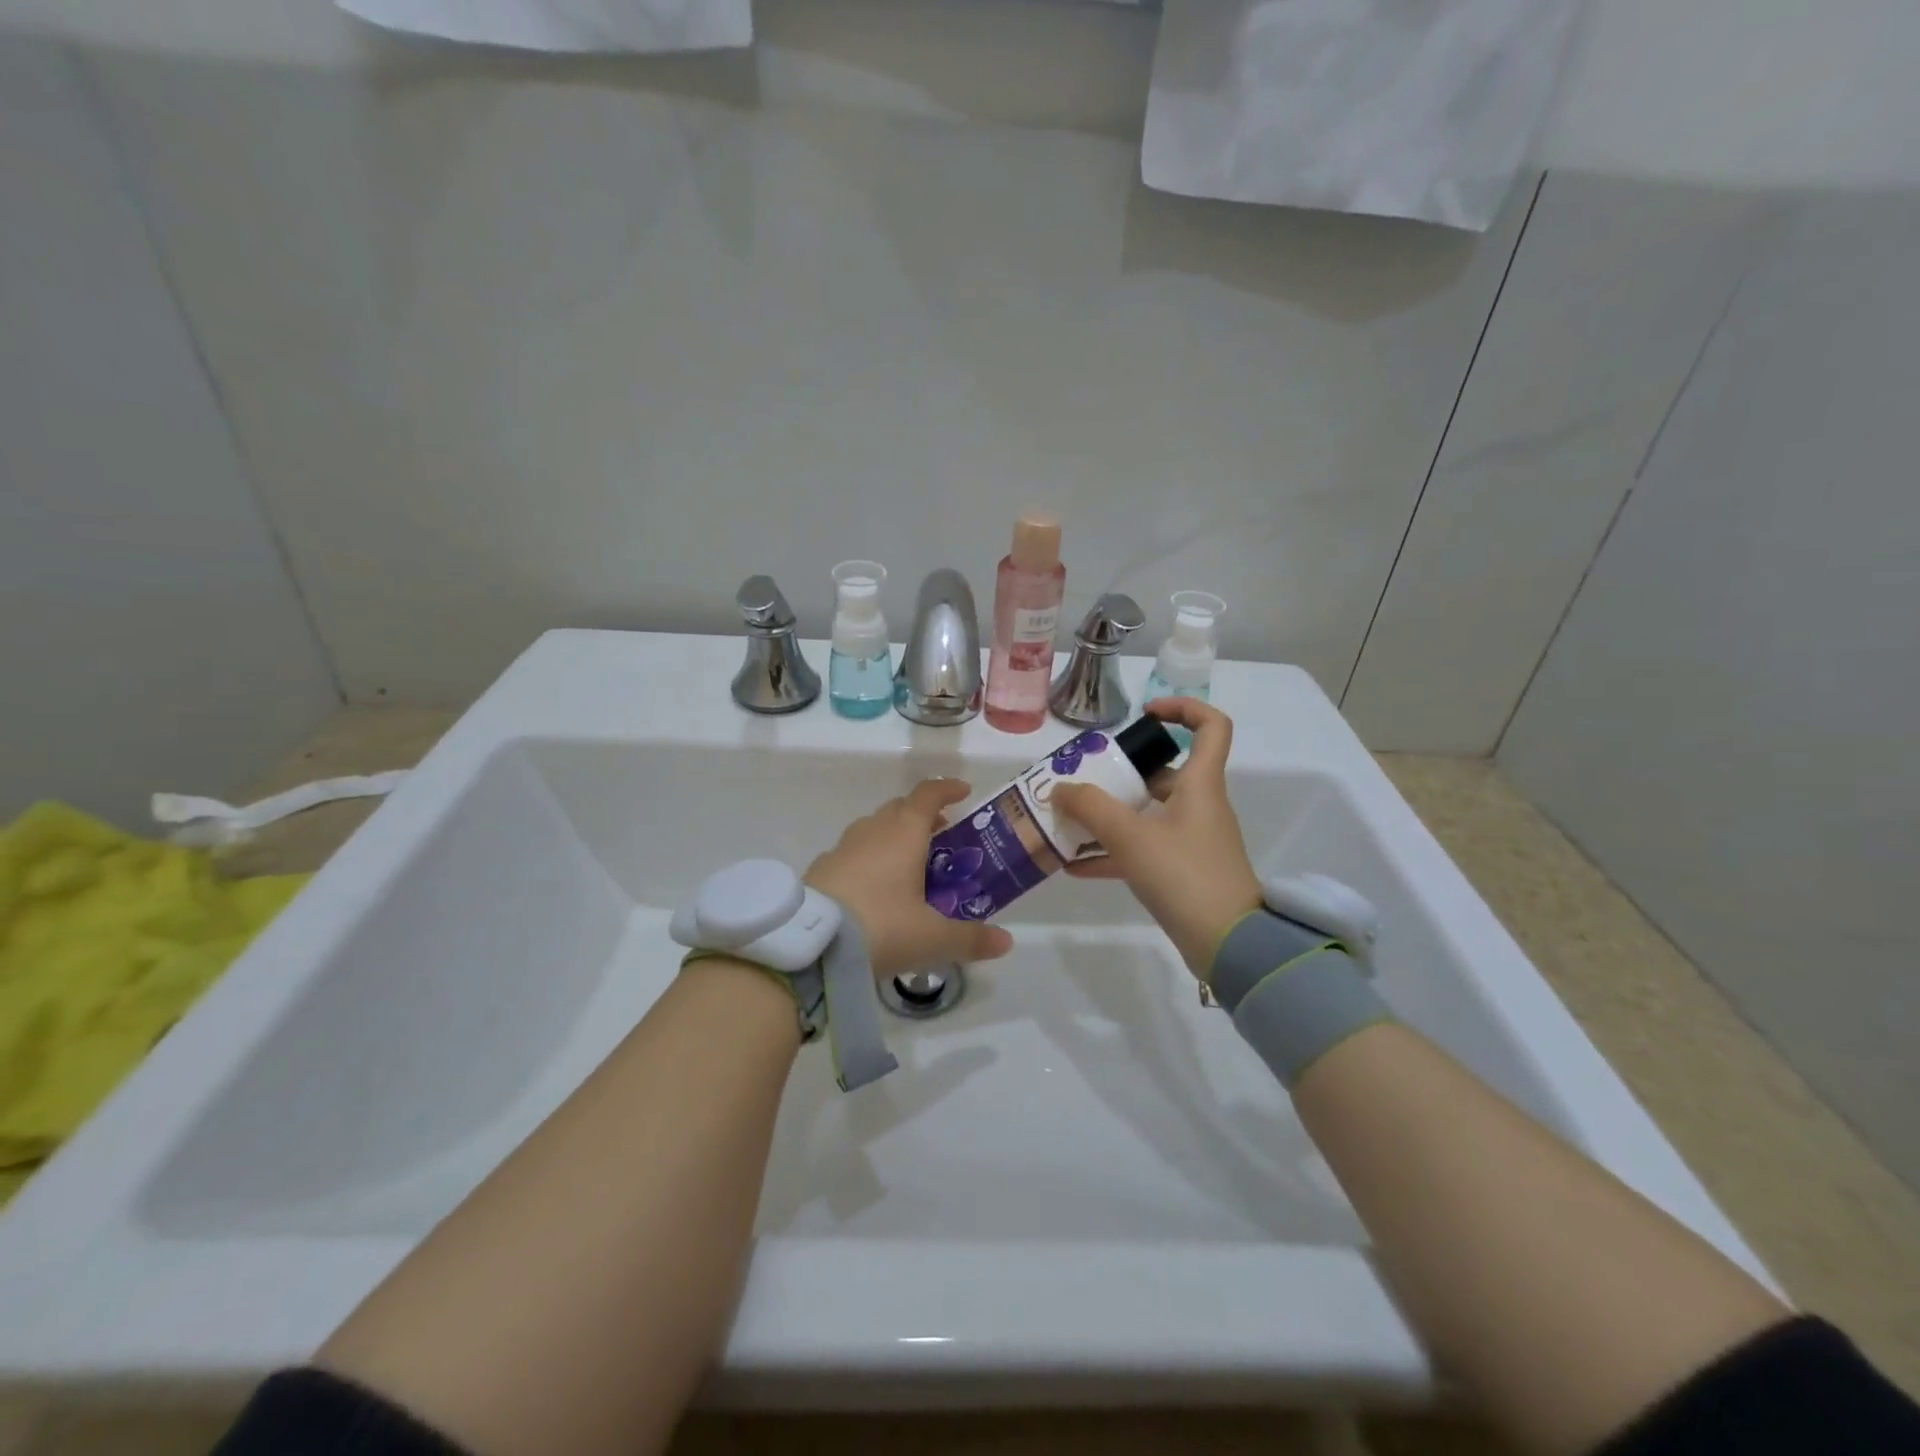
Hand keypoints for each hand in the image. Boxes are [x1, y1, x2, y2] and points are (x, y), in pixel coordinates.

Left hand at [807, 780, 1014, 979]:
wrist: (810, 945)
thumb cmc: (882, 927)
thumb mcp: (932, 939)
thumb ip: (971, 939)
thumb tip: (1006, 942)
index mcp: (903, 834)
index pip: (928, 795)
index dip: (947, 789)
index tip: (964, 792)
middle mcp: (872, 831)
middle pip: (899, 808)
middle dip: (922, 815)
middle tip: (941, 836)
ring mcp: (841, 848)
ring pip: (872, 828)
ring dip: (892, 836)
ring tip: (907, 864)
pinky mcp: (820, 869)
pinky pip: (851, 853)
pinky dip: (867, 859)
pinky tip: (871, 888)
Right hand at [1050, 699, 1262, 979]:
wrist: (1229, 945)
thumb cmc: (1185, 875)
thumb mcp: (1131, 837)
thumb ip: (1091, 808)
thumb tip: (1059, 789)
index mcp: (1199, 785)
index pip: (1210, 726)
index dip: (1181, 709)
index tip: (1143, 715)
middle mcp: (1199, 806)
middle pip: (1163, 774)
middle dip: (1120, 774)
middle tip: (1083, 779)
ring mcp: (1191, 840)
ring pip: (1148, 814)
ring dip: (1110, 816)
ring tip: (1069, 822)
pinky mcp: (1183, 871)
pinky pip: (1143, 850)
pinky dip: (1113, 853)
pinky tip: (1075, 865)